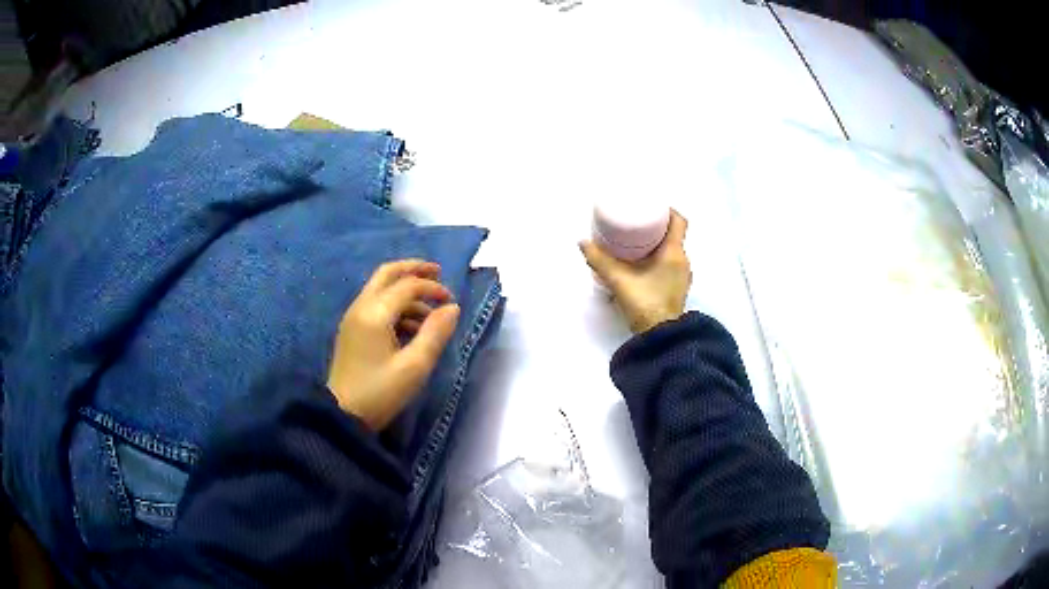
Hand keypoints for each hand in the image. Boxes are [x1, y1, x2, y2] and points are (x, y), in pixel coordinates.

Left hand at [326, 260, 460, 429]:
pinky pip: (375, 305)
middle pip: (387, 274)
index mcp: (375, 313)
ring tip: (430, 314)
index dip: (432, 288)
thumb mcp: (414, 366)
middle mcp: (361, 307)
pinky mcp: (352, 330)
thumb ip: (435, 333)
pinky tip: (411, 328)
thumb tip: (452, 307)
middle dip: (414, 270)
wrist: (343, 415)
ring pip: (381, 289)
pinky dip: (395, 307)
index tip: (452, 302)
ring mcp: (353, 318)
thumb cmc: (380, 392)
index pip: (408, 285)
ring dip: (406, 293)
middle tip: (438, 273)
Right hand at [580, 210, 690, 333]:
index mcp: (674, 252)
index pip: (679, 221)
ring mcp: (682, 277)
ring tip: (636, 243)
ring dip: (658, 245)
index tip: (651, 206)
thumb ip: (600, 260)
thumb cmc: (645, 302)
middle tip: (637, 222)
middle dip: (657, 227)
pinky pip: (670, 266)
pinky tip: (641, 265)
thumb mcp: (618, 279)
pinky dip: (658, 260)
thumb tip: (583, 242)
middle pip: (674, 235)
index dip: (668, 210)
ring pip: (672, 252)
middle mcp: (683, 261)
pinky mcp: (677, 290)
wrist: (659, 336)